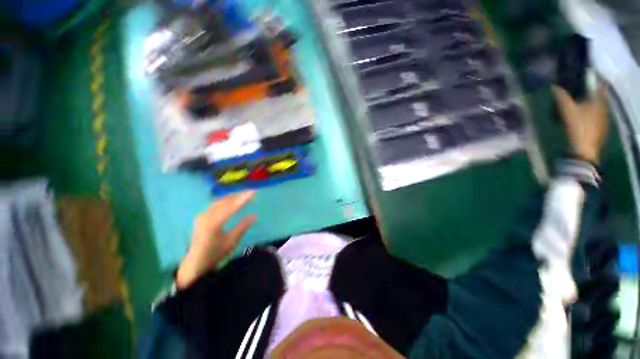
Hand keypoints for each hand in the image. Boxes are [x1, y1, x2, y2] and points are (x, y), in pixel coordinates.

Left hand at [176, 191, 255, 288]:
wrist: (195, 262)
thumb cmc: (215, 253)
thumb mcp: (232, 241)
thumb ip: (243, 226)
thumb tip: (255, 215)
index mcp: (213, 224)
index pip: (231, 207)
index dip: (243, 199)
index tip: (253, 192)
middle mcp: (206, 216)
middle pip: (224, 201)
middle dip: (238, 195)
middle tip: (251, 191)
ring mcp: (202, 215)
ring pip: (220, 201)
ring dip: (232, 196)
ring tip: (244, 194)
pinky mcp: (202, 215)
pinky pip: (216, 204)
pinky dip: (226, 200)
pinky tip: (232, 199)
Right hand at [552, 82, 607, 163]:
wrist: (585, 150)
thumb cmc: (579, 127)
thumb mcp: (567, 111)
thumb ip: (561, 97)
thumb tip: (554, 86)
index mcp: (599, 101)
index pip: (601, 85)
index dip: (595, 78)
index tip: (587, 75)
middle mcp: (604, 108)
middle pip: (599, 96)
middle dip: (591, 91)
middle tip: (580, 89)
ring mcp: (603, 119)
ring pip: (598, 106)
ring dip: (590, 103)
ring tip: (580, 102)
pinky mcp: (600, 128)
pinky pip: (596, 116)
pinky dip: (590, 113)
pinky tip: (583, 116)